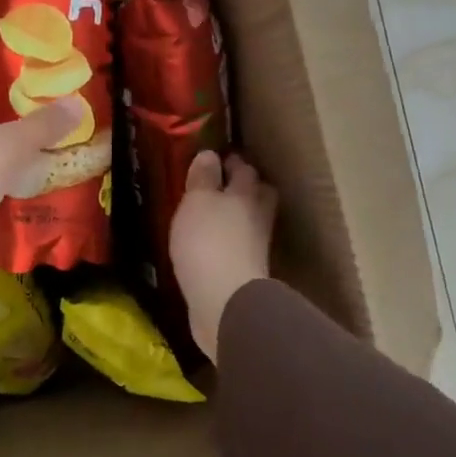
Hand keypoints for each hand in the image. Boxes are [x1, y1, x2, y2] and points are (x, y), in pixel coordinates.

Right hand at [170, 152, 276, 362]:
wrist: (224, 300)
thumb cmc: (208, 241)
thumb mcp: (197, 201)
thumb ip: (203, 178)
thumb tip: (210, 155)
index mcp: (246, 193)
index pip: (244, 169)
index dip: (231, 162)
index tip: (217, 158)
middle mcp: (257, 217)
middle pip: (258, 195)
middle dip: (244, 187)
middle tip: (224, 184)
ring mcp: (256, 248)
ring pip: (250, 222)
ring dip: (237, 217)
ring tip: (214, 216)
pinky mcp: (246, 273)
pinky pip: (239, 248)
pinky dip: (229, 243)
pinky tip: (213, 246)